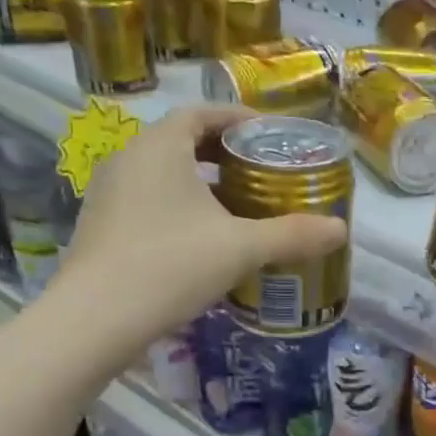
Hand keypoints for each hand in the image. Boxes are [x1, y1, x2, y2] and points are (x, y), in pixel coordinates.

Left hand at [55, 105, 346, 343]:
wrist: (94, 322)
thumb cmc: (170, 266)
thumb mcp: (241, 248)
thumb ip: (292, 235)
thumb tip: (341, 229)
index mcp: (159, 148)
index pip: (201, 114)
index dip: (237, 120)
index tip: (268, 136)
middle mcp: (128, 160)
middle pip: (181, 141)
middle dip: (223, 154)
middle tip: (261, 173)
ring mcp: (109, 195)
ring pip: (164, 175)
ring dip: (201, 183)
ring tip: (239, 207)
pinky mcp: (102, 227)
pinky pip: (149, 202)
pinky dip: (180, 208)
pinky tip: (204, 241)